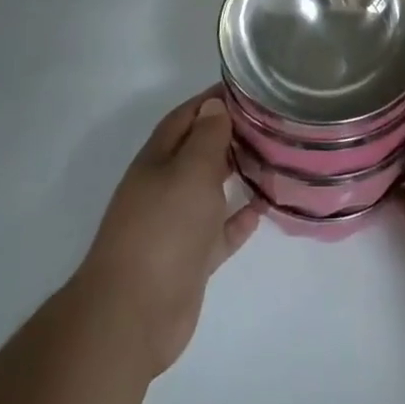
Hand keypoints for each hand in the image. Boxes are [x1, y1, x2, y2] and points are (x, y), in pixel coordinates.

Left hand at [79, 89, 261, 378]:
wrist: (134, 314)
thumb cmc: (164, 229)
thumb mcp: (190, 171)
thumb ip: (206, 137)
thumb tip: (212, 105)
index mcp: (157, 161)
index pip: (185, 118)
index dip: (210, 100)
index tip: (245, 89)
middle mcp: (164, 188)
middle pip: (198, 152)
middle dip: (227, 135)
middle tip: (267, 123)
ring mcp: (176, 226)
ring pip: (210, 191)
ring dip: (235, 175)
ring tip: (271, 160)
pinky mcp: (190, 259)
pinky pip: (218, 232)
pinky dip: (237, 220)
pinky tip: (261, 210)